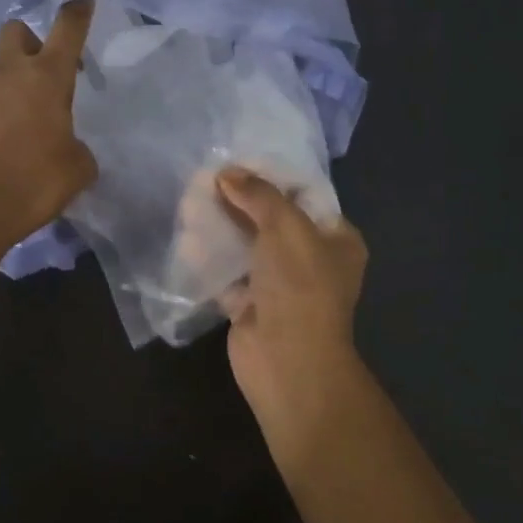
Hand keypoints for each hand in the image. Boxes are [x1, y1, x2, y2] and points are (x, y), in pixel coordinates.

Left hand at [0, 0, 98, 253]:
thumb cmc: (35, 183)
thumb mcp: (77, 168)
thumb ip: (77, 147)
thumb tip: (67, 147)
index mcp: (46, 78)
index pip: (67, 29)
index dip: (77, 11)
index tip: (82, 0)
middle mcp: (6, 73)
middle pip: (15, 31)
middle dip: (29, 43)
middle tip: (39, 77)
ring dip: (4, 90)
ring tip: (11, 132)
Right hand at [215, 167, 368, 426]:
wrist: (286, 361)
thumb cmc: (299, 286)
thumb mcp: (286, 226)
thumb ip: (258, 194)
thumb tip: (227, 173)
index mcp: (336, 239)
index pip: (304, 196)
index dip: (272, 177)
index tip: (238, 161)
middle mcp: (311, 259)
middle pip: (270, 219)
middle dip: (238, 200)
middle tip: (204, 180)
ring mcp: (279, 284)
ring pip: (245, 245)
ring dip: (219, 226)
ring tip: (189, 204)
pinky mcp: (250, 304)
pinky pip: (227, 272)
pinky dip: (208, 258)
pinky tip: (186, 239)